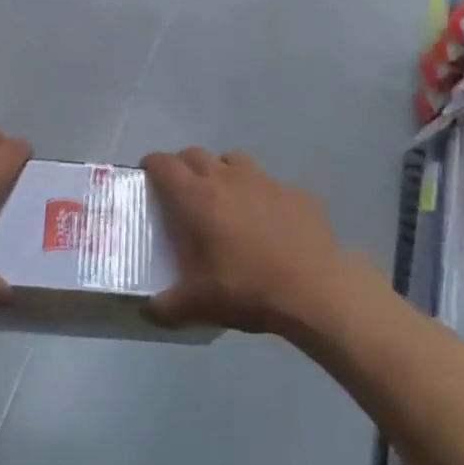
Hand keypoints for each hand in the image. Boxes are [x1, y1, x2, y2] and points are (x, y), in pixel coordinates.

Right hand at [144, 148, 359, 337]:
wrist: (316, 288)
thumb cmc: (249, 289)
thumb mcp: (200, 305)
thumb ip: (167, 306)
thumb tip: (149, 310)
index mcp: (197, 197)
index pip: (163, 163)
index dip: (151, 166)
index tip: (147, 178)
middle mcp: (227, 177)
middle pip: (195, 154)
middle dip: (183, 167)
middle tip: (182, 193)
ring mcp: (264, 180)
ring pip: (232, 159)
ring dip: (221, 171)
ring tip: (224, 200)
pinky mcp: (294, 191)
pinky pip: (269, 183)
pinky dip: (260, 194)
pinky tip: (267, 222)